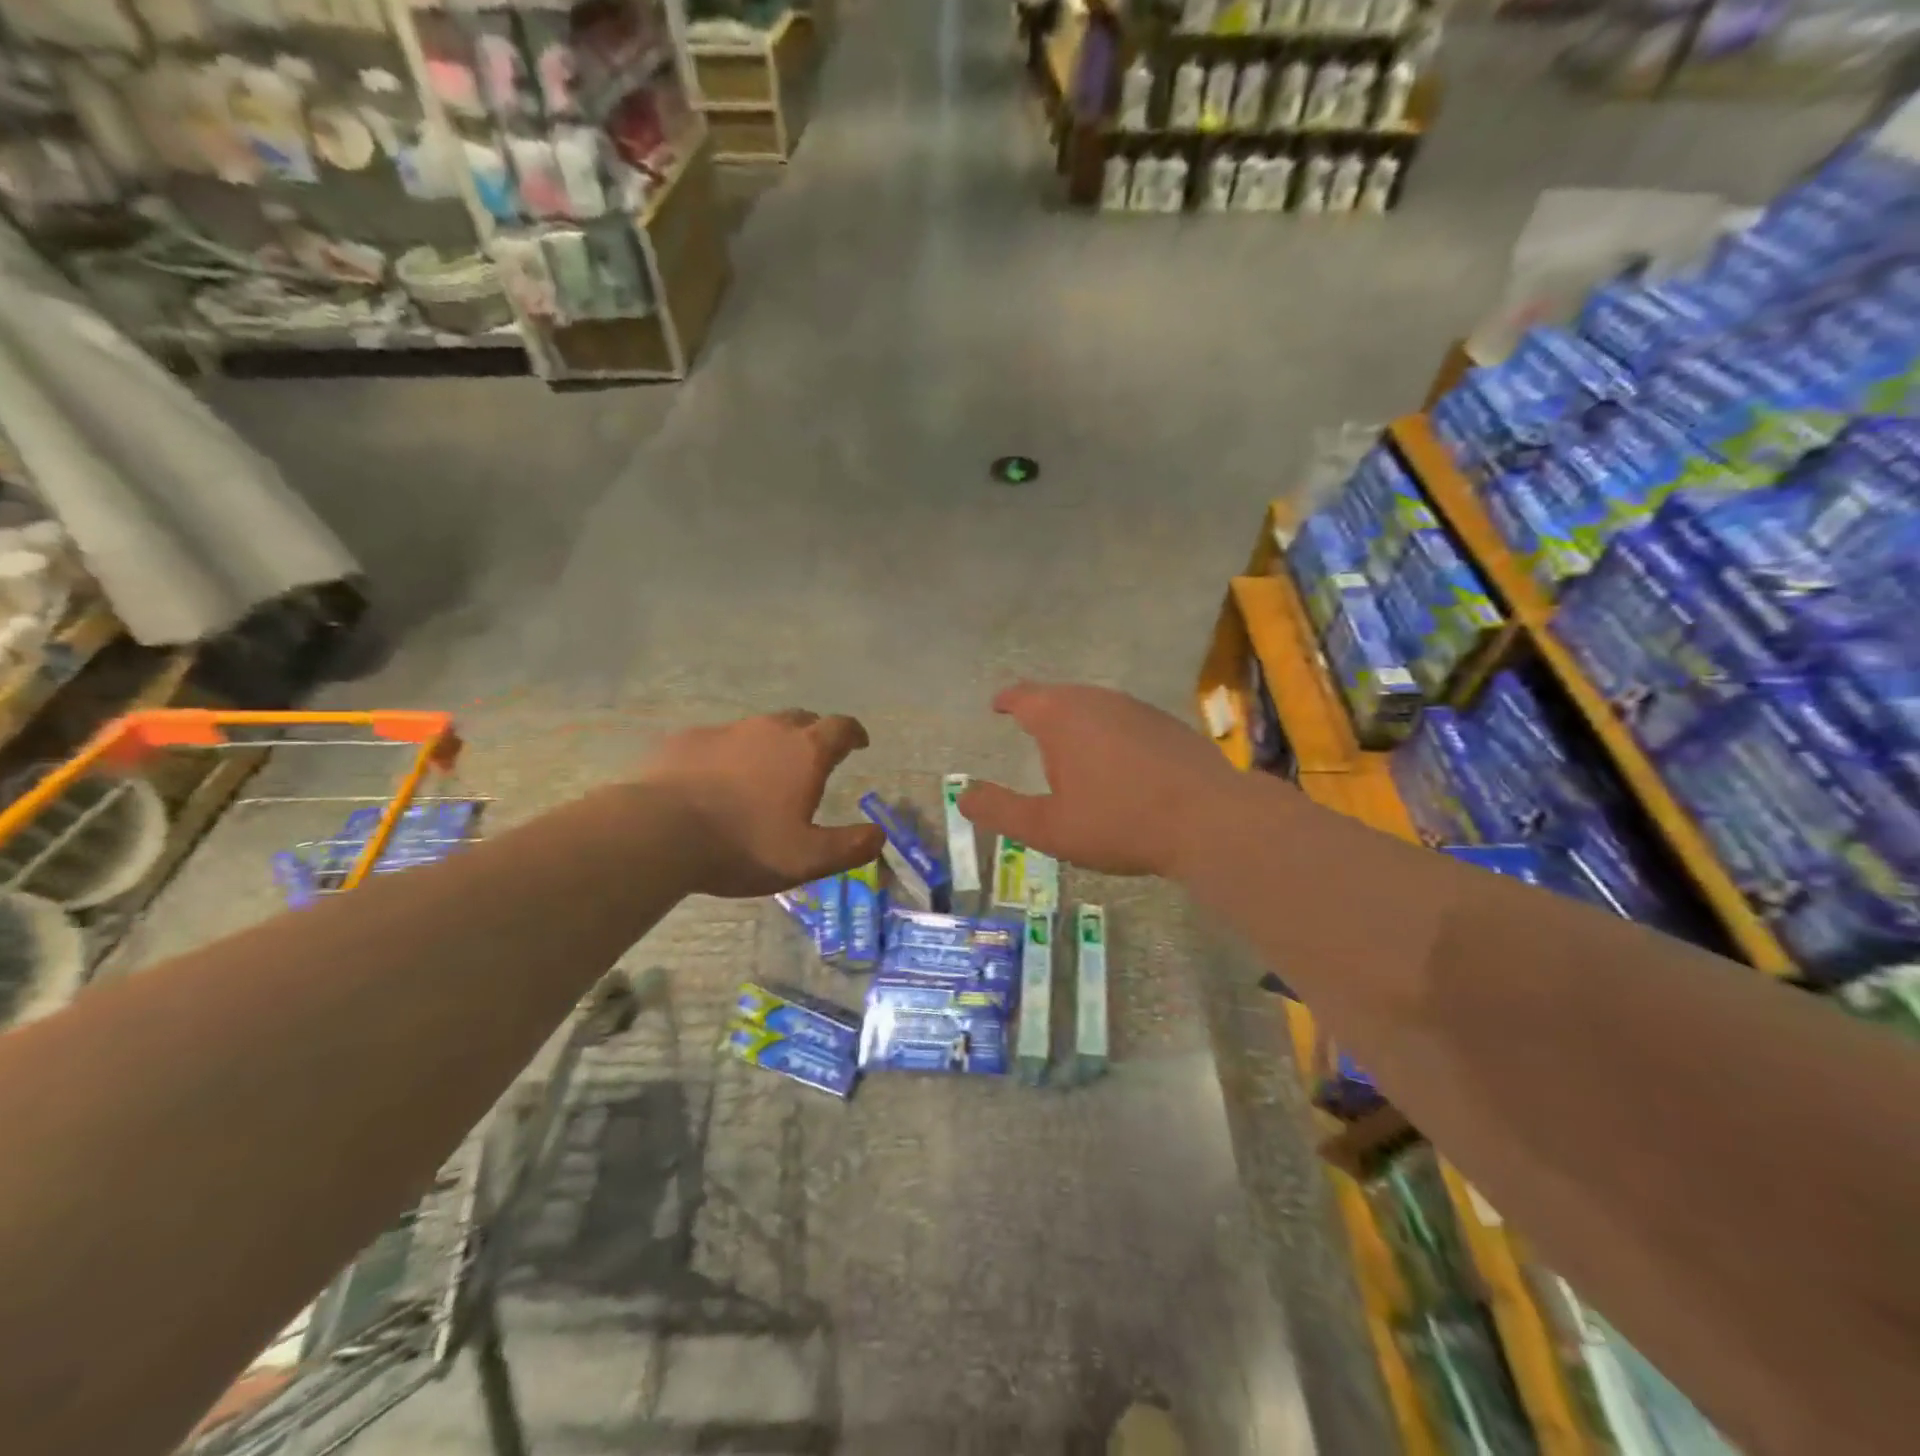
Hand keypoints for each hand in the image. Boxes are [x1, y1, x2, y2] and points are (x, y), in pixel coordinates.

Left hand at [633, 710, 884, 897]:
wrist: (659, 832)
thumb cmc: (744, 844)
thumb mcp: (807, 859)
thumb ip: (850, 846)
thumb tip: (879, 835)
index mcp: (805, 751)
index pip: (841, 727)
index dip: (854, 733)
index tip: (859, 743)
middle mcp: (769, 730)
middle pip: (801, 719)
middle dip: (814, 734)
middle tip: (814, 758)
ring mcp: (725, 731)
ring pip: (758, 728)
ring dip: (770, 745)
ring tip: (764, 773)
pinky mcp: (687, 740)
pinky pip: (719, 741)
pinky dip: (729, 755)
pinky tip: (716, 781)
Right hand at [959, 682, 1242, 877]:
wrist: (1211, 820)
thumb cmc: (1119, 822)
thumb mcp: (1048, 828)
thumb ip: (1001, 810)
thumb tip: (964, 795)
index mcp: (1062, 717)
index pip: (1023, 696)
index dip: (1007, 699)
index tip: (998, 705)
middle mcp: (1098, 701)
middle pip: (1060, 697)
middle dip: (1041, 712)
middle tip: (1030, 731)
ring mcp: (1137, 709)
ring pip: (1095, 707)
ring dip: (1077, 724)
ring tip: (1070, 750)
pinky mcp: (1168, 725)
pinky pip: (1124, 722)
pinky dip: (1109, 735)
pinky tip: (1118, 764)